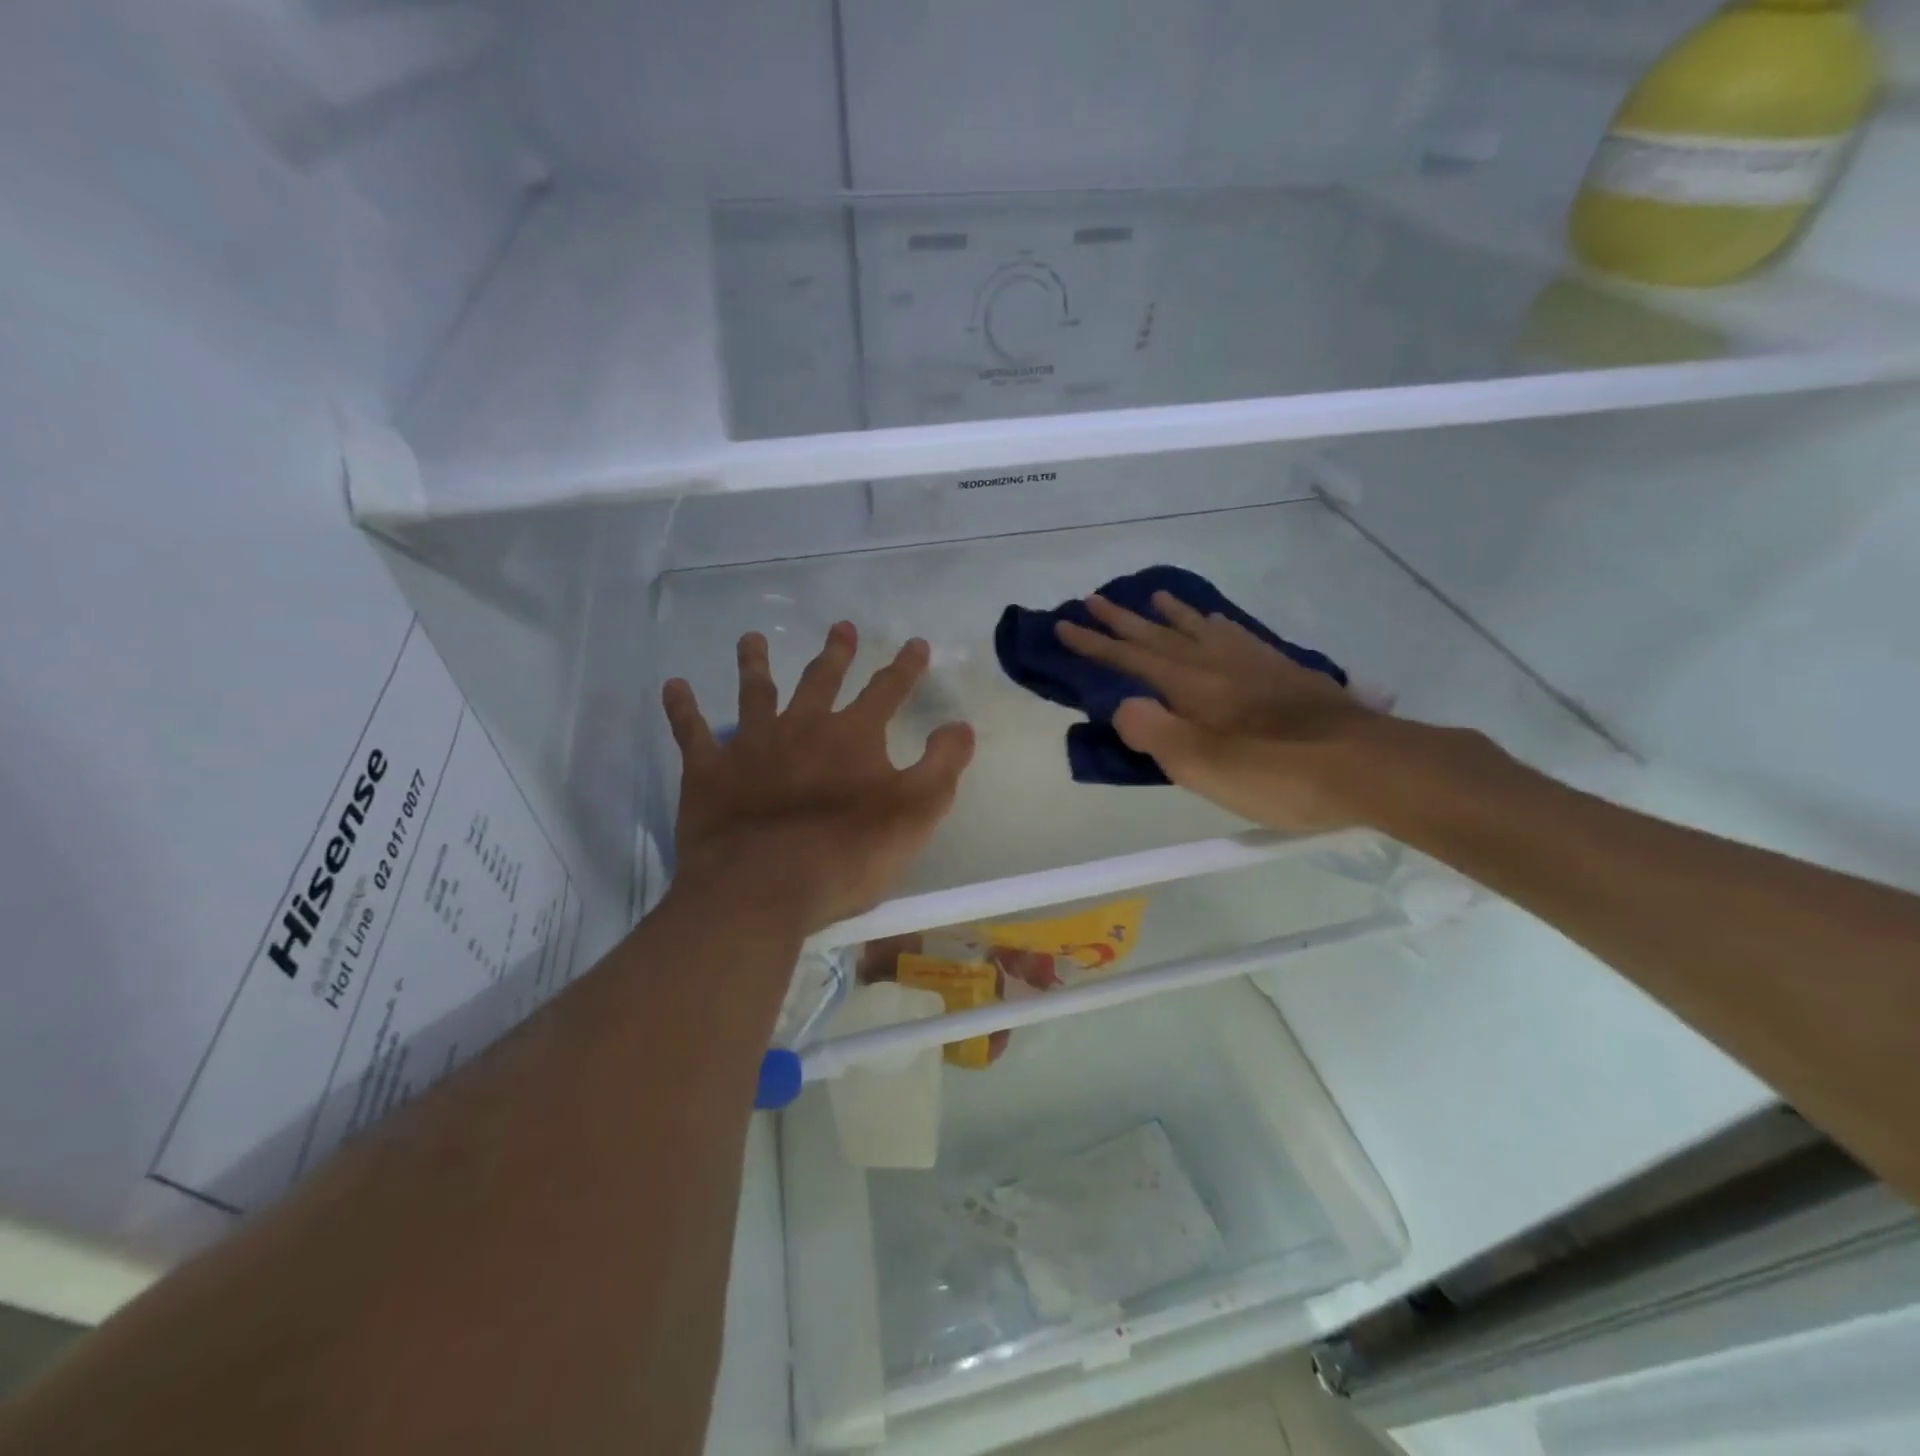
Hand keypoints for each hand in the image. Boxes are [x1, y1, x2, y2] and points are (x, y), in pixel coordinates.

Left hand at [663, 623, 974, 933]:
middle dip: (835, 653)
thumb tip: (961, 725)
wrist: (764, 887)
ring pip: (754, 692)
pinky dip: (682, 708)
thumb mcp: (916, 812)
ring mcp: (751, 745)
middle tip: (841, 628)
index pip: (887, 690)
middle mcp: (802, 727)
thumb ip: (942, 765)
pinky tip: (674, 686)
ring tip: (751, 638)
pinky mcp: (708, 772)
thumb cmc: (848, 854)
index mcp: (853, 737)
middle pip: (821, 680)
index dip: (905, 667)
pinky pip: (691, 732)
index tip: (916, 643)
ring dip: (753, 663)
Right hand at [1055, 591, 1381, 832]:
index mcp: (1191, 687)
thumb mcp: (1203, 766)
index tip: (1063, 623)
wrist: (1366, 765)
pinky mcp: (1284, 672)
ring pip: (1200, 628)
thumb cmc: (1277, 773)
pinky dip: (1216, 623)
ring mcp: (1254, 664)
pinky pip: (1238, 635)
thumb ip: (1155, 733)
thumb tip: (1121, 706)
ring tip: (1152, 597)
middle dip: (1121, 620)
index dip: (1093, 644)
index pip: (1129, 660)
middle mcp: (1217, 664)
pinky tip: (1218, 622)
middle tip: (1092, 599)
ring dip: (1169, 614)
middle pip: (1159, 636)